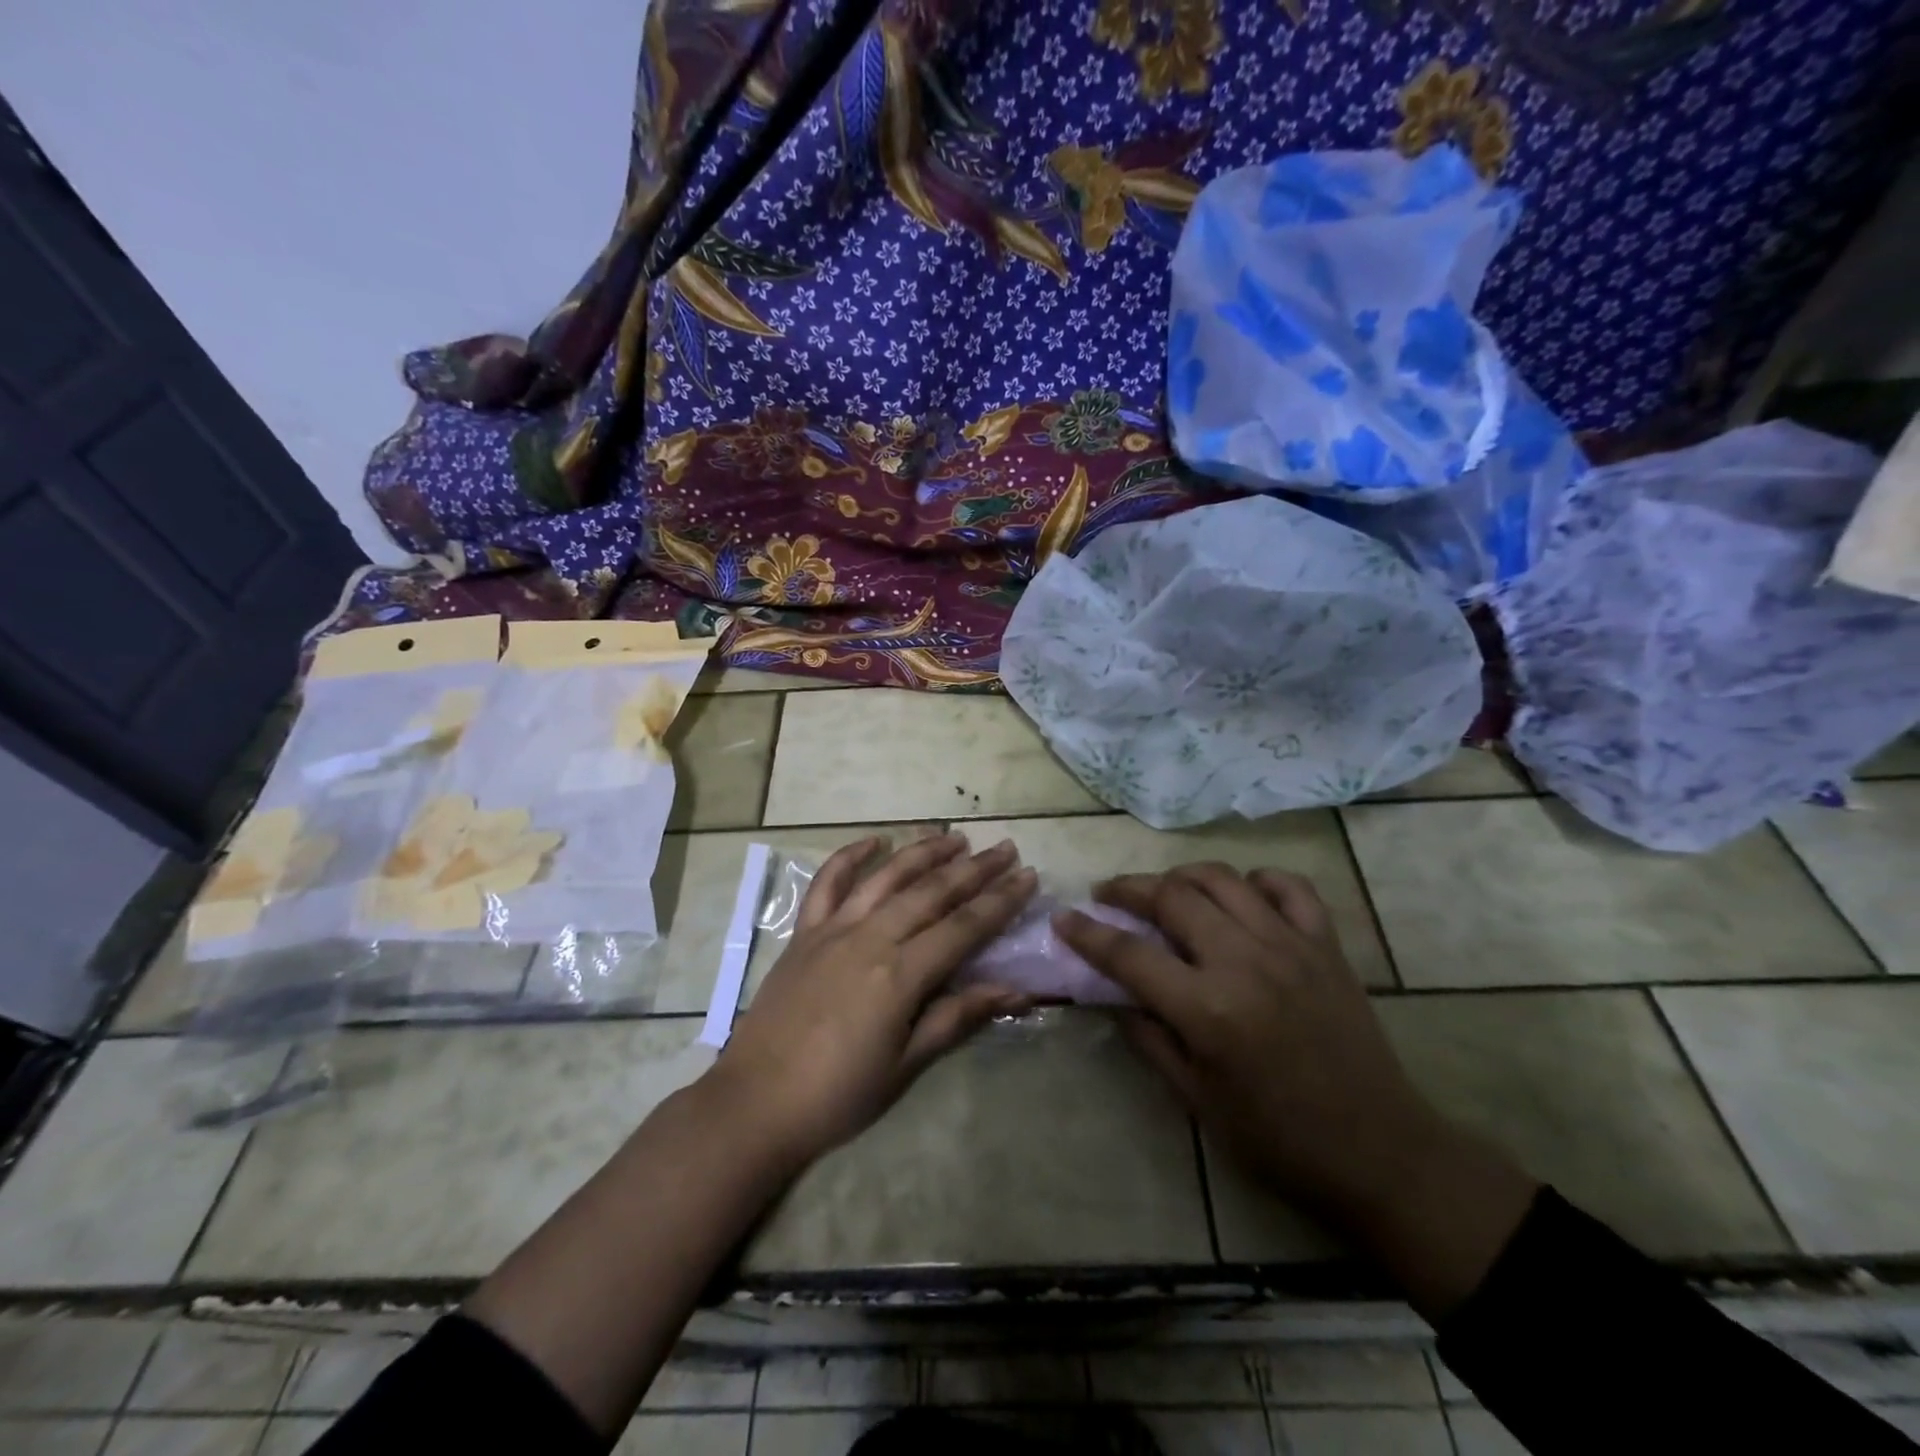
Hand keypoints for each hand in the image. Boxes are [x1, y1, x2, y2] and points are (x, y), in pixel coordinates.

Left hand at [708, 833, 1037, 1168]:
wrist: (755, 1103)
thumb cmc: (838, 1094)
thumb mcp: (906, 1065)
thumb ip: (958, 1018)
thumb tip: (1016, 991)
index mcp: (900, 974)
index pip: (964, 926)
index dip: (1000, 900)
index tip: (1028, 876)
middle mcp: (870, 938)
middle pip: (931, 892)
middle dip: (973, 868)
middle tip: (1004, 848)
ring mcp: (832, 929)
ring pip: (886, 877)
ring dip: (922, 852)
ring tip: (953, 836)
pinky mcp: (803, 933)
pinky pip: (827, 883)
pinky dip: (850, 856)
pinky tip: (875, 841)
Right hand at [1055, 863, 1434, 1222]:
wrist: (1381, 1154)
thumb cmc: (1278, 1140)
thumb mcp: (1197, 1101)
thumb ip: (1149, 1039)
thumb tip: (1115, 996)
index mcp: (1208, 1010)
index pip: (1130, 954)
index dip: (1088, 933)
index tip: (1064, 918)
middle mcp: (1245, 962)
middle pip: (1172, 897)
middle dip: (1129, 888)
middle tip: (1108, 894)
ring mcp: (1290, 946)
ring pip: (1222, 879)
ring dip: (1182, 876)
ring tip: (1164, 890)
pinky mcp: (1326, 945)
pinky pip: (1289, 887)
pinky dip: (1257, 880)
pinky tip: (1241, 897)